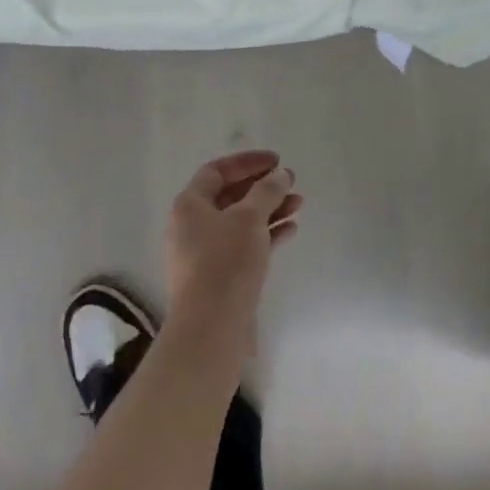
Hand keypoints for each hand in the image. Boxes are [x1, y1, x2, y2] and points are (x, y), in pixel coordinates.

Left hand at [164, 150, 302, 359]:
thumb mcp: (250, 218)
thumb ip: (267, 191)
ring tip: (299, 205)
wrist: (211, 328)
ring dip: (269, 210)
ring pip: (240, 221)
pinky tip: (290, 230)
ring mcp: (203, 254)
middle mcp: (191, 226)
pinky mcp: (218, 277)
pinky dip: (266, 235)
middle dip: (263, 187)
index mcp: (189, 206)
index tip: (276, 161)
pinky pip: (243, 245)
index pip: (217, 171)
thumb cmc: (226, 262)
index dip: (247, 162)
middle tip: (291, 182)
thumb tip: (280, 175)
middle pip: (230, 196)